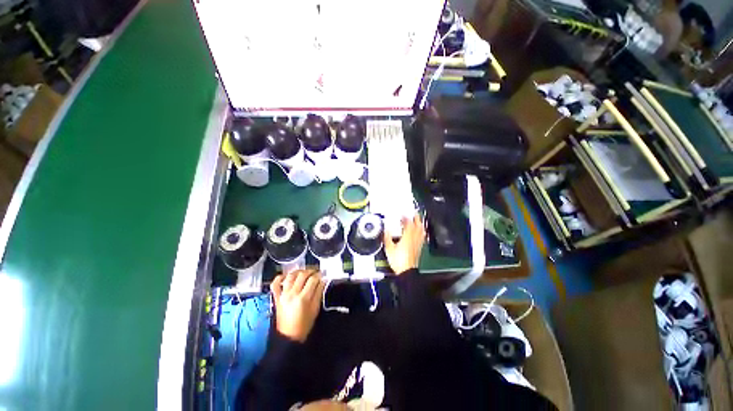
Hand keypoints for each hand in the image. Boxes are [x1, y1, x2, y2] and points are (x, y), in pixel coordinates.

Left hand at [271, 270, 325, 341]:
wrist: (288, 337)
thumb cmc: (304, 325)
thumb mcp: (315, 309)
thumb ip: (319, 292)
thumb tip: (322, 281)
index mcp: (304, 298)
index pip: (313, 279)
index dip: (319, 275)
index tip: (322, 275)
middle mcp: (292, 294)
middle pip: (302, 275)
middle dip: (311, 271)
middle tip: (315, 272)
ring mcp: (283, 295)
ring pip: (291, 276)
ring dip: (299, 271)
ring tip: (304, 272)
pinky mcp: (276, 298)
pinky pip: (275, 284)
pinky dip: (280, 277)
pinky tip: (286, 275)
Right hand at [384, 215, 425, 274]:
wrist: (406, 271)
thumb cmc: (398, 260)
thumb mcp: (389, 248)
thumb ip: (387, 237)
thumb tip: (386, 230)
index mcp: (407, 237)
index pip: (408, 224)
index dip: (406, 218)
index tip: (402, 215)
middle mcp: (414, 238)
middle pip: (418, 225)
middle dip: (416, 218)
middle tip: (414, 213)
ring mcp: (418, 243)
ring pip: (421, 230)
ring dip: (420, 224)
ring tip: (418, 220)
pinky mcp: (420, 247)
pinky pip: (422, 236)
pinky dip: (422, 231)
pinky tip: (420, 231)